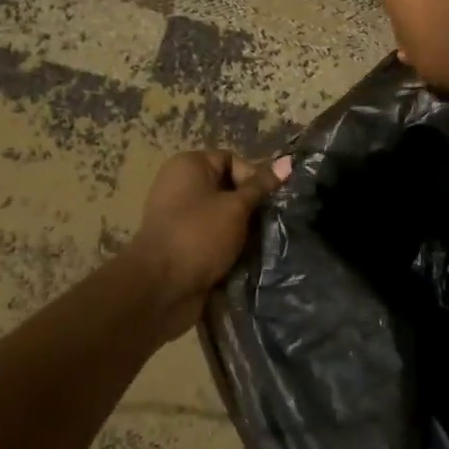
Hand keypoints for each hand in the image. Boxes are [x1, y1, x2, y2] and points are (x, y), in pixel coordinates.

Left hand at [126, 150, 286, 336]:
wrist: (161, 288)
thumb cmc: (199, 235)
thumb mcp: (236, 207)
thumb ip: (261, 186)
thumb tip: (287, 161)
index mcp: (188, 165)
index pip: (231, 160)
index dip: (253, 177)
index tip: (268, 201)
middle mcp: (180, 186)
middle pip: (227, 188)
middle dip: (250, 206)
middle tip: (269, 223)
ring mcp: (178, 217)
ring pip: (222, 216)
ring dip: (242, 229)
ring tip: (260, 242)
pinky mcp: (181, 244)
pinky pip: (212, 236)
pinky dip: (228, 245)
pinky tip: (244, 257)